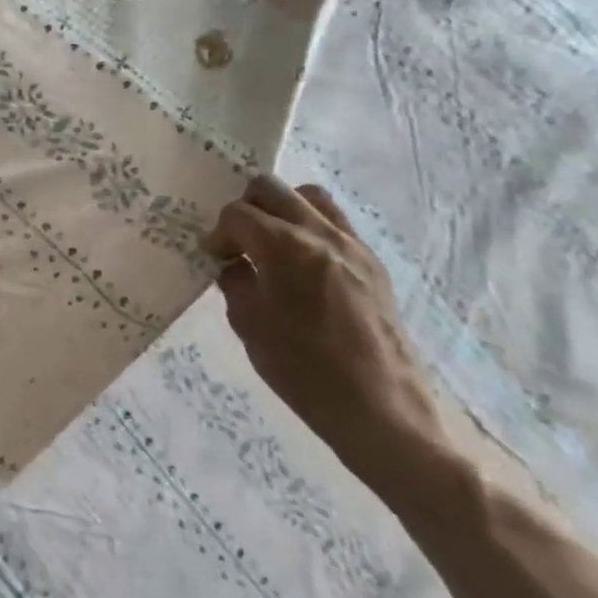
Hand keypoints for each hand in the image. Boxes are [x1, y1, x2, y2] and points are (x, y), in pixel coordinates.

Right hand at [204, 176, 443, 492]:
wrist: (380, 408)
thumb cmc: (303, 370)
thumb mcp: (249, 326)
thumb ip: (236, 283)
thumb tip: (234, 264)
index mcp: (285, 248)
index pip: (237, 214)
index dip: (219, 234)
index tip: (216, 260)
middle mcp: (321, 234)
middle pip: (272, 189)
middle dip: (246, 209)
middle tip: (238, 244)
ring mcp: (353, 246)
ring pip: (310, 197)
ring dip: (282, 210)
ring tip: (271, 245)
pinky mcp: (373, 264)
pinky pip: (335, 224)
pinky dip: (310, 229)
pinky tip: (301, 267)